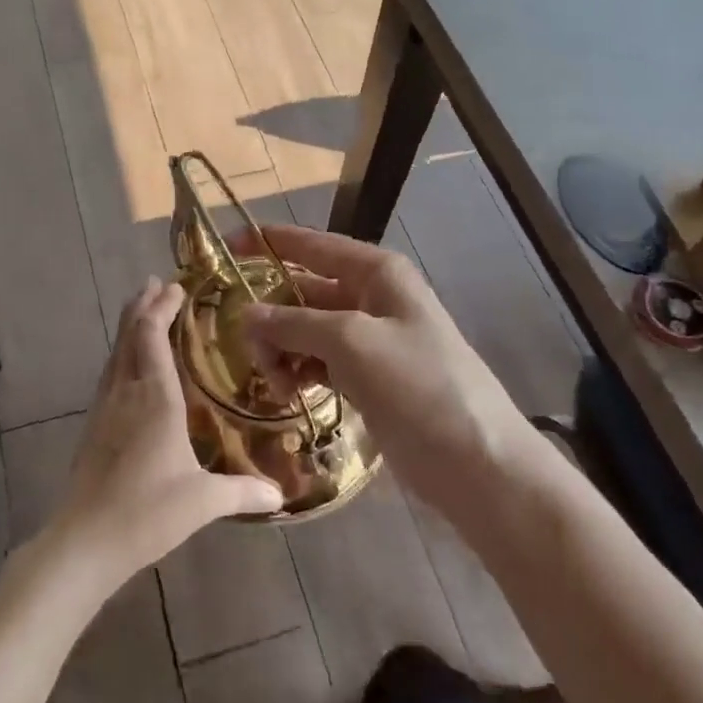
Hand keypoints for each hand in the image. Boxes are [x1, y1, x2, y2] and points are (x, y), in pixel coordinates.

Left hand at [51, 278, 282, 591]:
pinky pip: (109, 374)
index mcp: (155, 398)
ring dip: (129, 327)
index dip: (162, 307)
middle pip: (129, 335)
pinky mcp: (94, 426)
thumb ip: (244, 492)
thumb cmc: (147, 513)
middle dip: (142, 306)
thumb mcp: (203, 502)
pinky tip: (129, 366)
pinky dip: (122, 354)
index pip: (152, 336)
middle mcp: (126, 393)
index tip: (175, 285)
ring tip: (142, 311)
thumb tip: (282, 495)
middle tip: (156, 283)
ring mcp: (104, 408)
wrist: (84, 541)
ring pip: (115, 353)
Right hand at [235, 226, 545, 527]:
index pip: (312, 245)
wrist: (476, 461)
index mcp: (376, 273)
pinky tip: (288, 393)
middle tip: (248, 353)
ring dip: (282, 350)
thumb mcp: (351, 343)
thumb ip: (294, 322)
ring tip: (275, 384)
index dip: (269, 242)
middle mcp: (372, 298)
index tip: (226, 247)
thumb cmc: (419, 386)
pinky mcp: (368, 377)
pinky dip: (299, 371)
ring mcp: (370, 340)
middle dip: (271, 315)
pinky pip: (319, 361)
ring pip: (306, 330)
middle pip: (303, 291)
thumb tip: (246, 314)